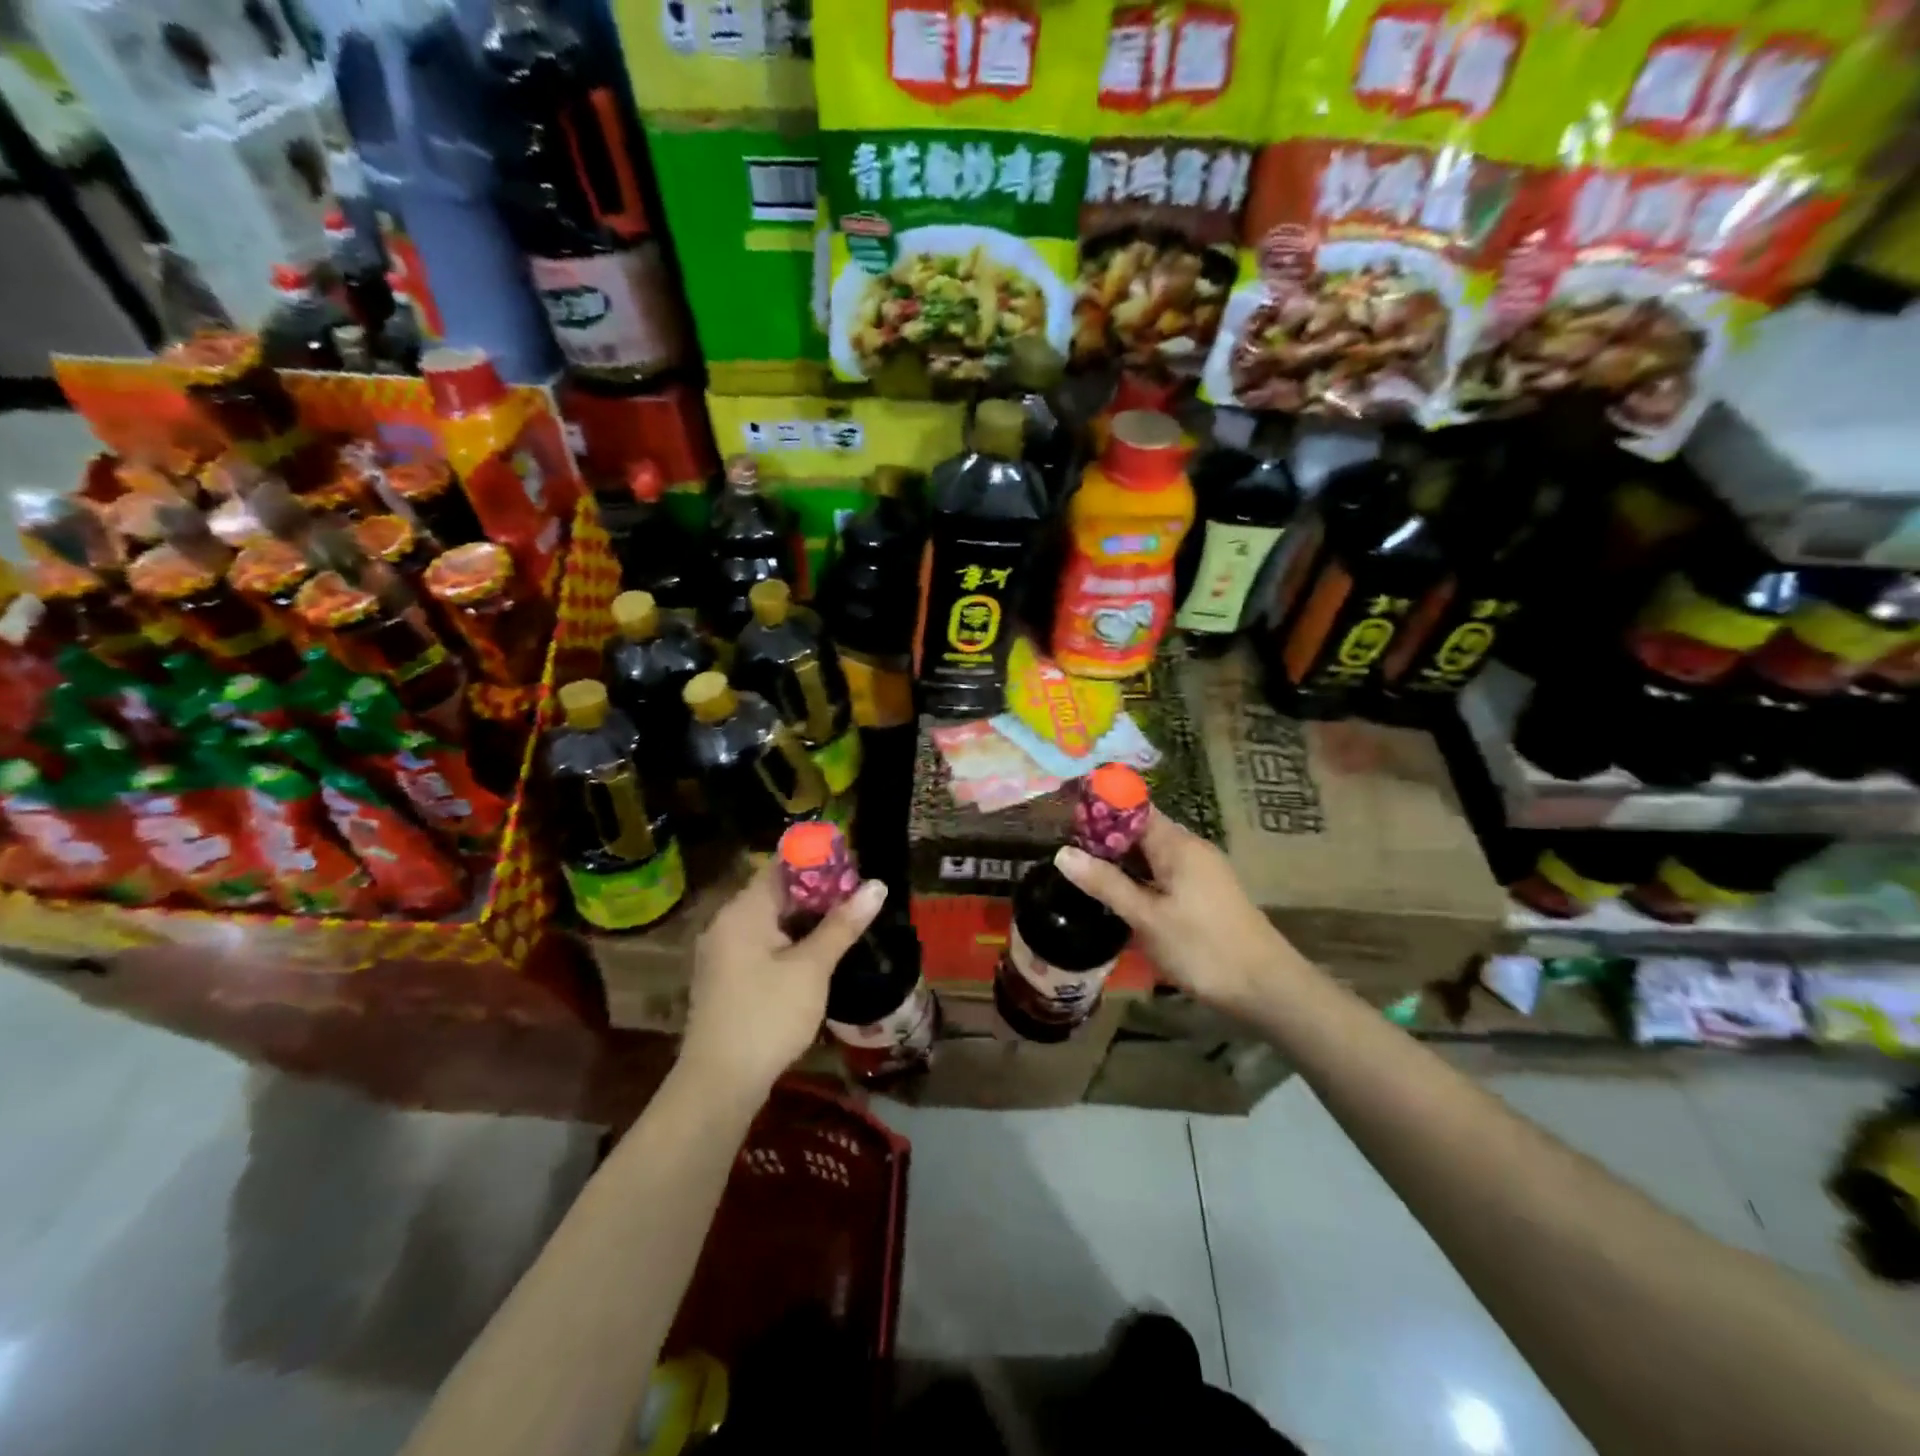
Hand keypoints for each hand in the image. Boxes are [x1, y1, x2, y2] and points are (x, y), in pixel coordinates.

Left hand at [681, 861, 888, 1095]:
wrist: (719, 1085)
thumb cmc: (767, 1016)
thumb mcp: (812, 968)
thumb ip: (842, 925)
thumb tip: (876, 886)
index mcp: (743, 912)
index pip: (781, 866)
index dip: (818, 861)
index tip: (853, 866)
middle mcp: (727, 924)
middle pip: (776, 892)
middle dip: (818, 892)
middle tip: (858, 896)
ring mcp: (723, 953)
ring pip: (771, 920)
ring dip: (806, 919)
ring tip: (847, 922)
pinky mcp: (726, 978)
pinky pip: (762, 943)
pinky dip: (790, 941)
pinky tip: (818, 954)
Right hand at [1056, 808, 1295, 1019]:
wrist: (1267, 988)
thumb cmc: (1203, 948)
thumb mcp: (1147, 918)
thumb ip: (1105, 883)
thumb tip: (1062, 853)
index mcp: (1177, 844)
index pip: (1133, 808)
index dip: (1100, 808)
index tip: (1064, 820)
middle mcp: (1190, 848)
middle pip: (1140, 830)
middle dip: (1103, 838)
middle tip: (1064, 853)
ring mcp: (1200, 871)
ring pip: (1150, 854)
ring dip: (1120, 862)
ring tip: (1081, 874)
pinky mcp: (1204, 894)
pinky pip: (1163, 873)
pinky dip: (1138, 879)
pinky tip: (1117, 898)